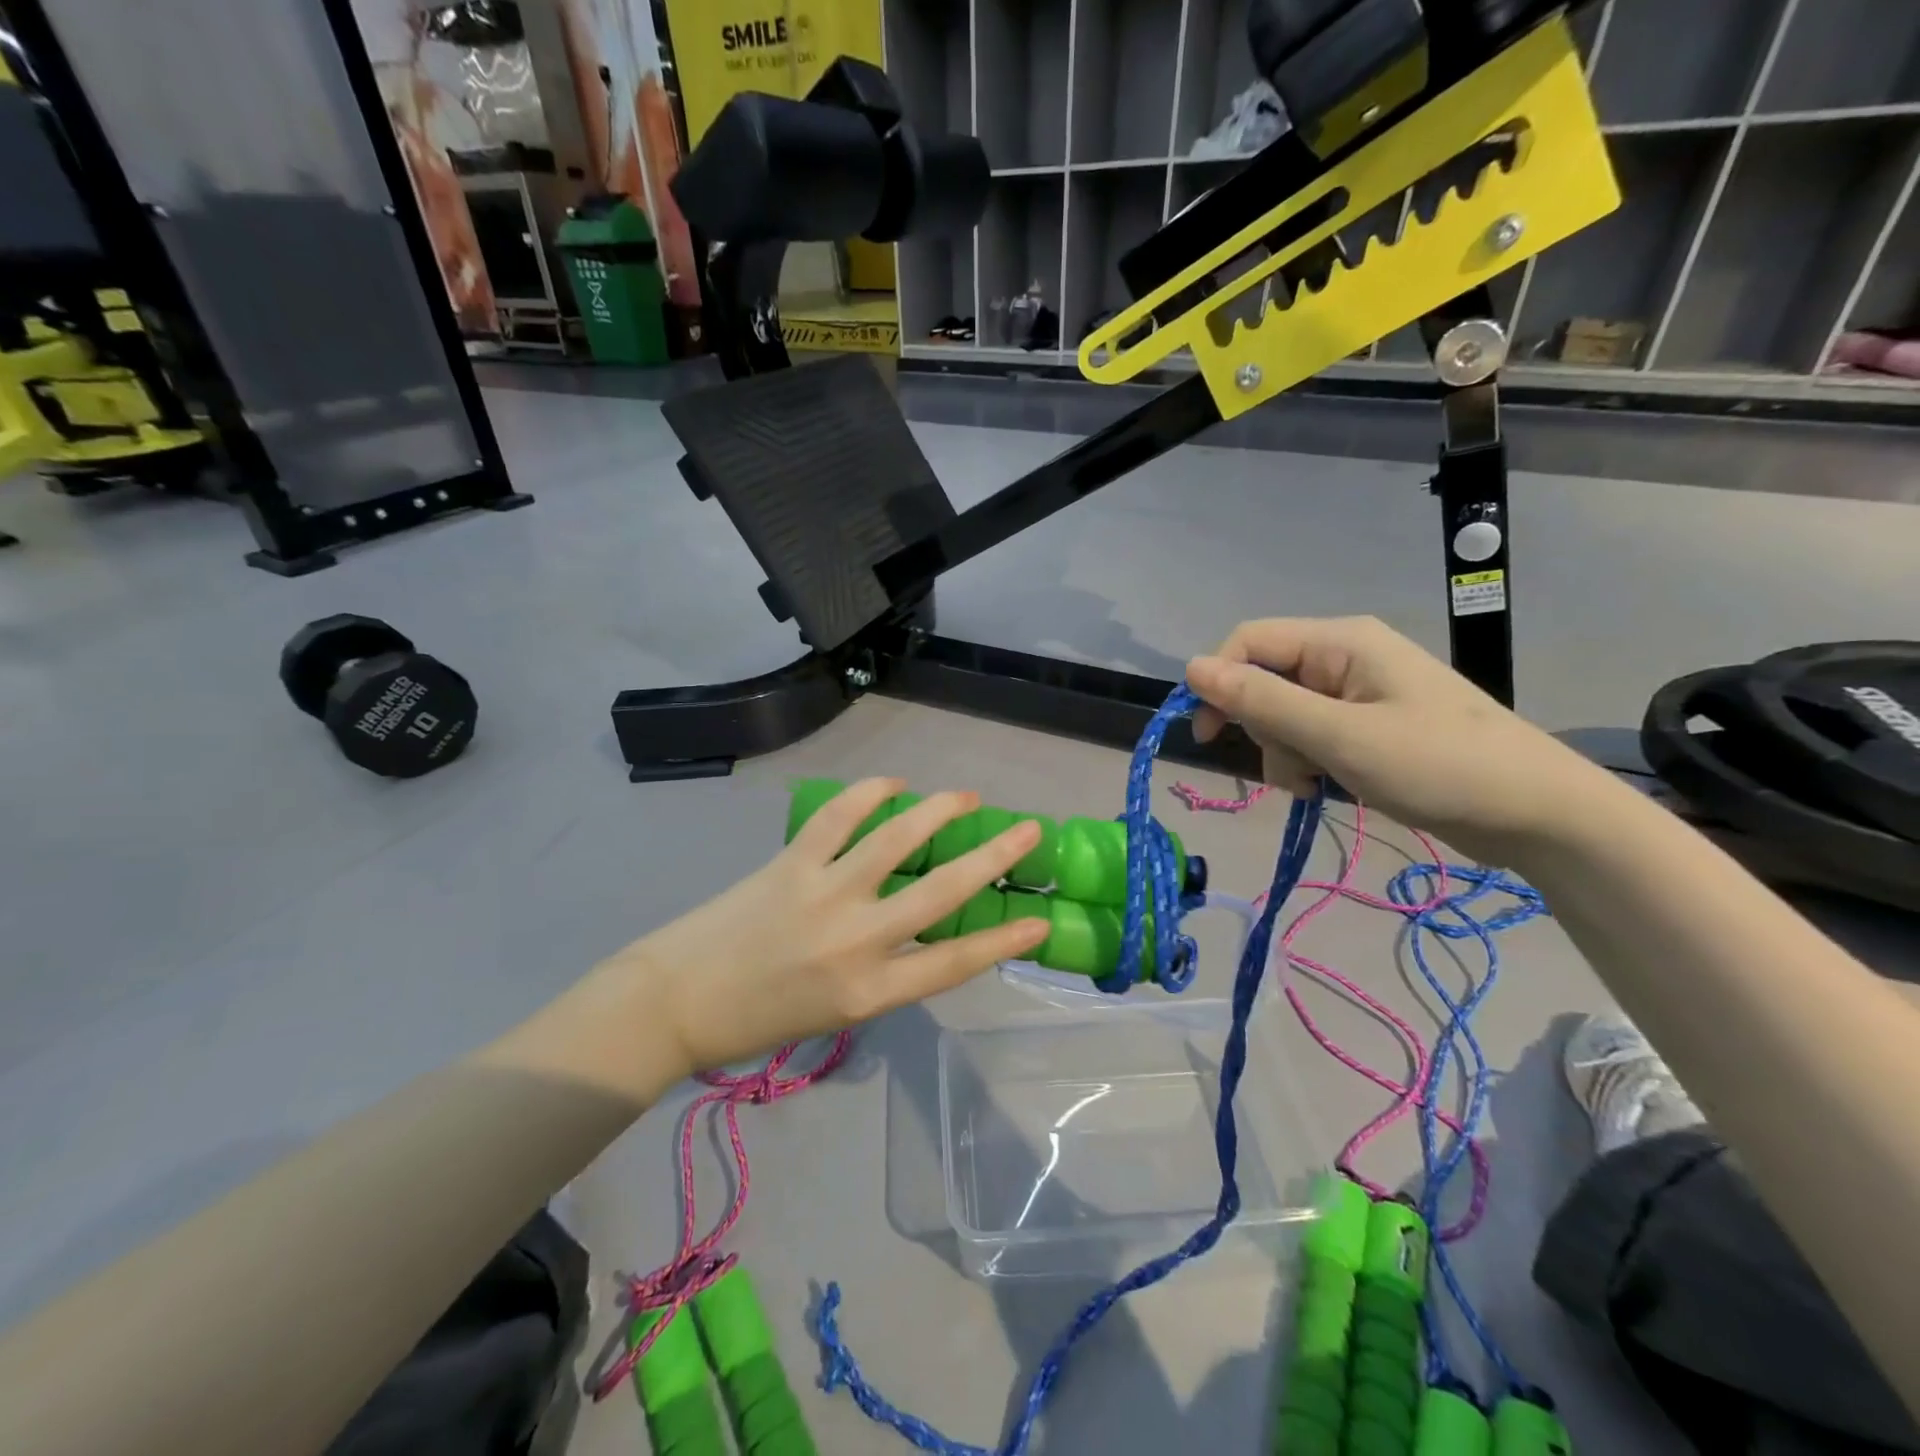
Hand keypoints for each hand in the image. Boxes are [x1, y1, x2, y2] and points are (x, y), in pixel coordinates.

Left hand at [608, 779, 1048, 1072]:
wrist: (675, 1003)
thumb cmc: (758, 1021)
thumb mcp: (837, 1015)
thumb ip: (884, 974)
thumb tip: (918, 930)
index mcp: (869, 991)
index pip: (955, 963)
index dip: (1005, 939)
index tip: (1040, 920)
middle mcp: (857, 940)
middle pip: (942, 891)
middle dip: (995, 857)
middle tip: (1029, 830)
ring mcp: (824, 893)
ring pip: (897, 839)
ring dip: (940, 811)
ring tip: (967, 797)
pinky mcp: (792, 861)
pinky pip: (841, 816)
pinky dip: (871, 792)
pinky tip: (895, 784)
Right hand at [1186, 616, 1617, 862]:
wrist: (1537, 813)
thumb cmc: (1438, 766)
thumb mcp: (1338, 736)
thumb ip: (1261, 701)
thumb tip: (1191, 667)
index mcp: (1340, 642)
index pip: (1248, 642)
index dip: (1218, 682)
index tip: (1208, 735)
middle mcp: (1344, 657)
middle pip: (1264, 681)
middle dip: (1263, 728)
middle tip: (1293, 765)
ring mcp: (1358, 692)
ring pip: (1283, 714)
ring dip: (1284, 752)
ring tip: (1317, 784)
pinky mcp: (1368, 725)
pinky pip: (1311, 735)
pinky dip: (1307, 762)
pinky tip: (1326, 787)